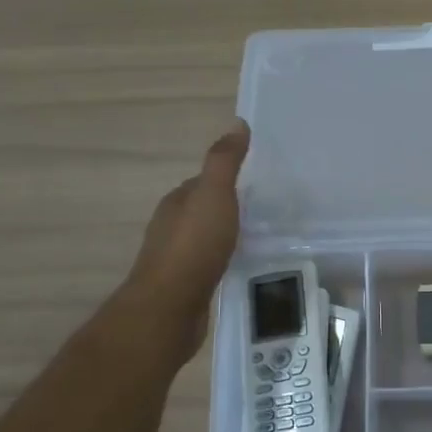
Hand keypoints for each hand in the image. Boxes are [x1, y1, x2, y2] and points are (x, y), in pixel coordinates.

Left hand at [114, 119, 250, 360]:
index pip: (202, 182)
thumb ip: (225, 162)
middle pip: (202, 210)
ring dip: (224, 235)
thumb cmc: (193, 246)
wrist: (170, 307)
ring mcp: (175, 258)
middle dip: (226, 208)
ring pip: (204, 238)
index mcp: (176, 202)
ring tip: (255, 237)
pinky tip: (237, 265)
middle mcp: (170, 226)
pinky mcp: (184, 285)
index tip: (255, 183)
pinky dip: (222, 260)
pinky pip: (207, 264)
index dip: (226, 180)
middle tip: (262, 211)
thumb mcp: (214, 195)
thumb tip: (237, 123)